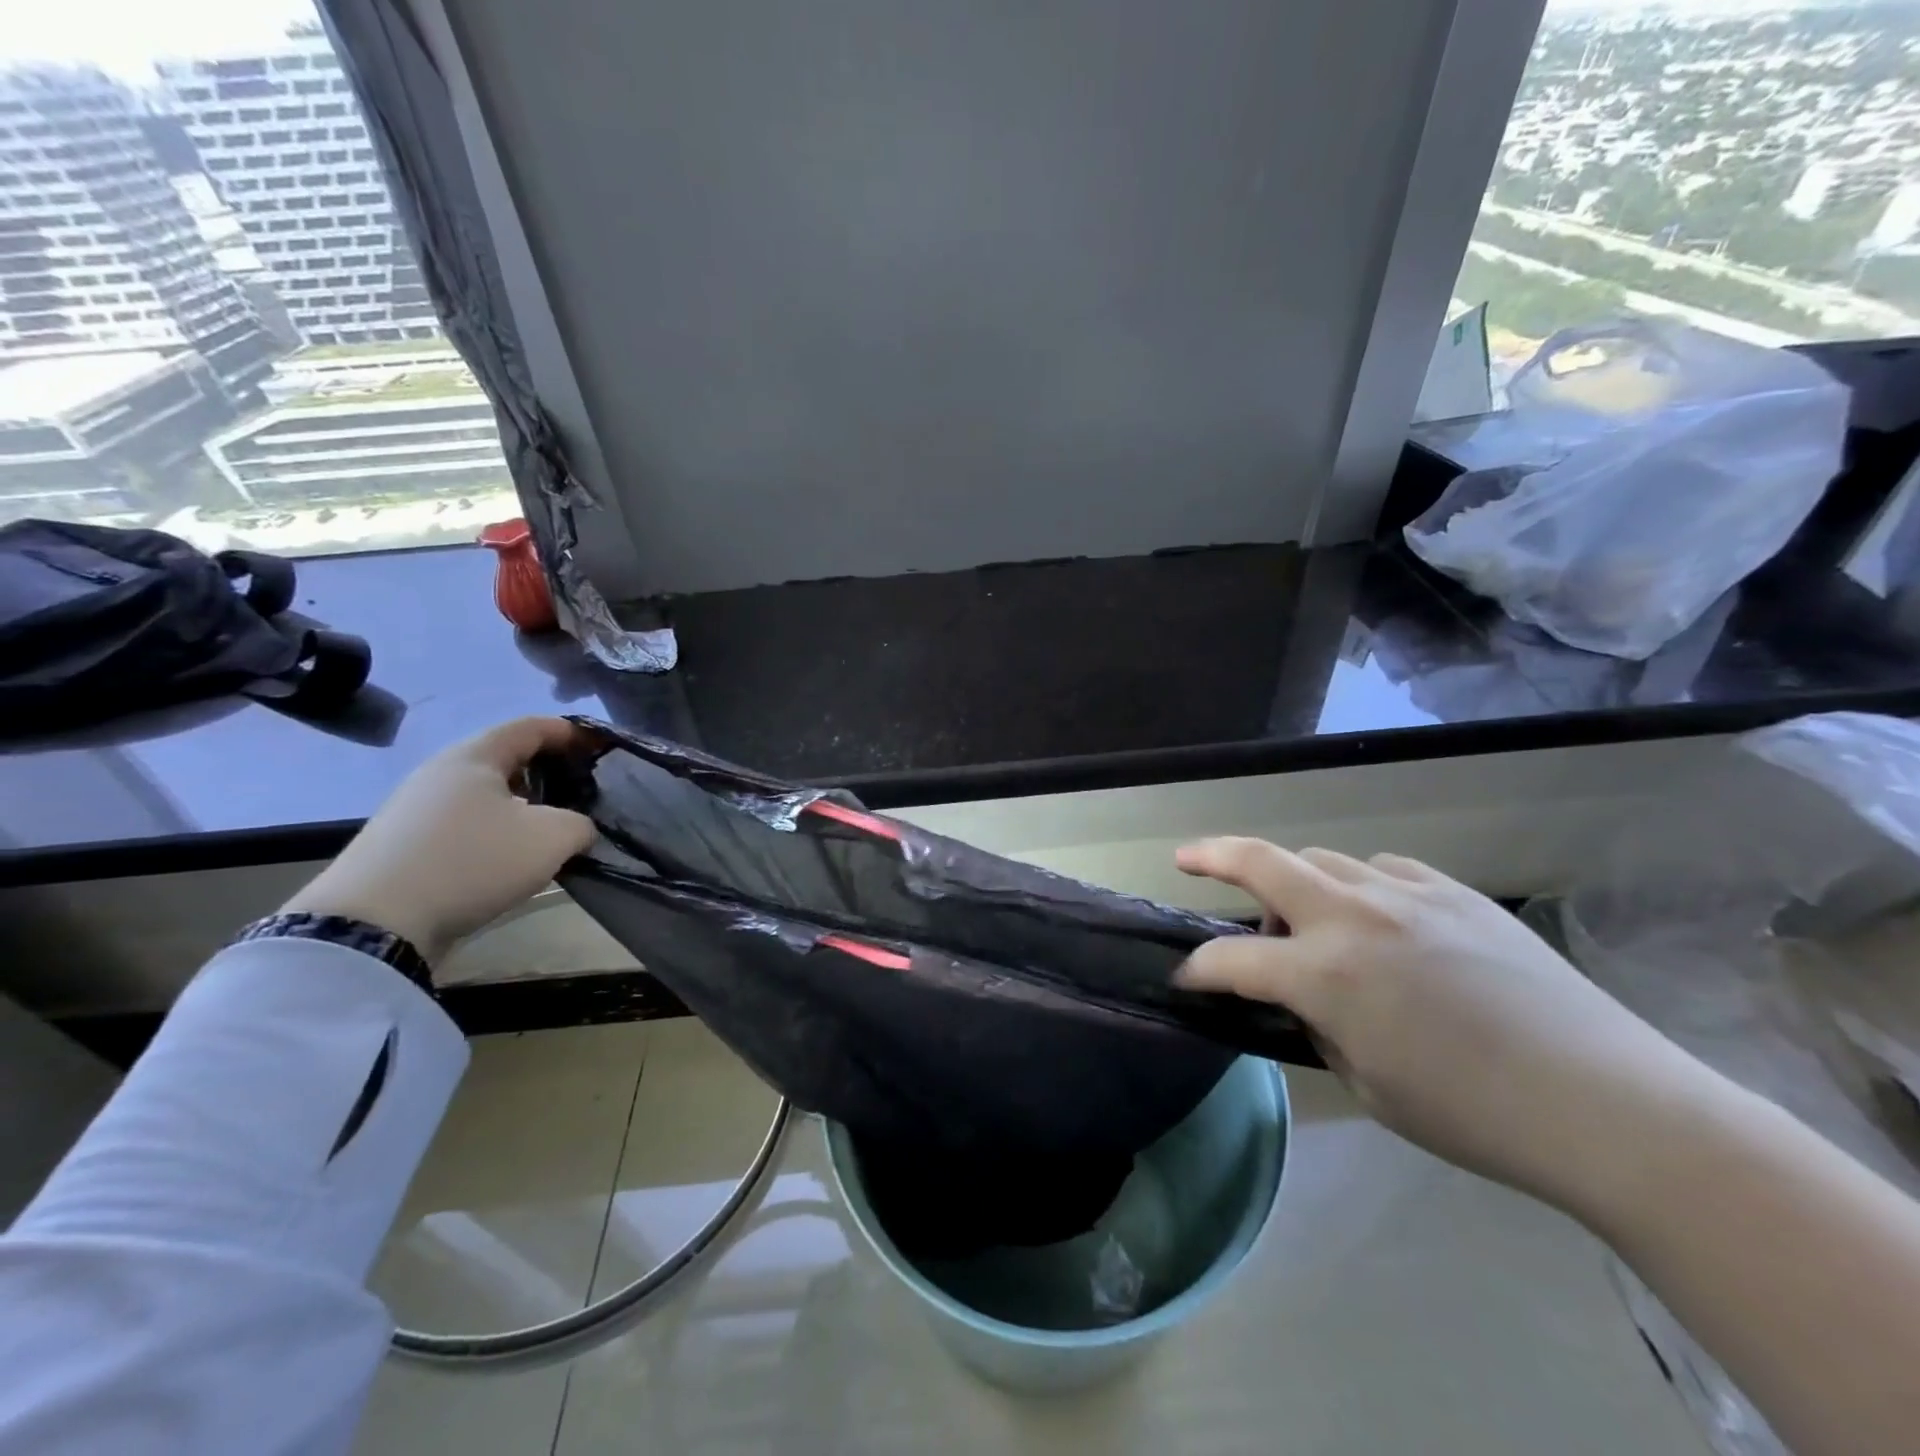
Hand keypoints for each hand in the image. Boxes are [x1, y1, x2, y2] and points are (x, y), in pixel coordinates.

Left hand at [281, 717, 597, 963]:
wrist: (373, 924)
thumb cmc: (472, 861)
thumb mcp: (551, 838)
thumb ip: (580, 824)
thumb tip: (577, 828)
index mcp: (473, 756)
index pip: (530, 727)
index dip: (569, 732)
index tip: (598, 746)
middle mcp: (440, 773)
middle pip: (504, 760)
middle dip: (546, 770)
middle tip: (579, 789)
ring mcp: (415, 810)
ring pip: (483, 795)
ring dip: (521, 805)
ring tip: (550, 828)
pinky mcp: (403, 845)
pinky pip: (464, 824)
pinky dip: (494, 831)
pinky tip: (509, 857)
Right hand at [1175, 839, 1710, 1209]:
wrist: (1609, 1105)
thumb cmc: (1473, 1114)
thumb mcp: (1367, 1084)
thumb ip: (1320, 1028)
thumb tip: (1305, 1000)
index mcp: (1325, 974)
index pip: (1231, 961)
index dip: (1199, 972)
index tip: (1186, 982)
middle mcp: (1353, 917)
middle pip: (1261, 860)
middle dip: (1212, 855)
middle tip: (1187, 858)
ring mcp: (1406, 895)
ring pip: (1323, 859)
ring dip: (1296, 881)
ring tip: (1307, 917)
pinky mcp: (1454, 892)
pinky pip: (1384, 870)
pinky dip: (1361, 885)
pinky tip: (1378, 915)